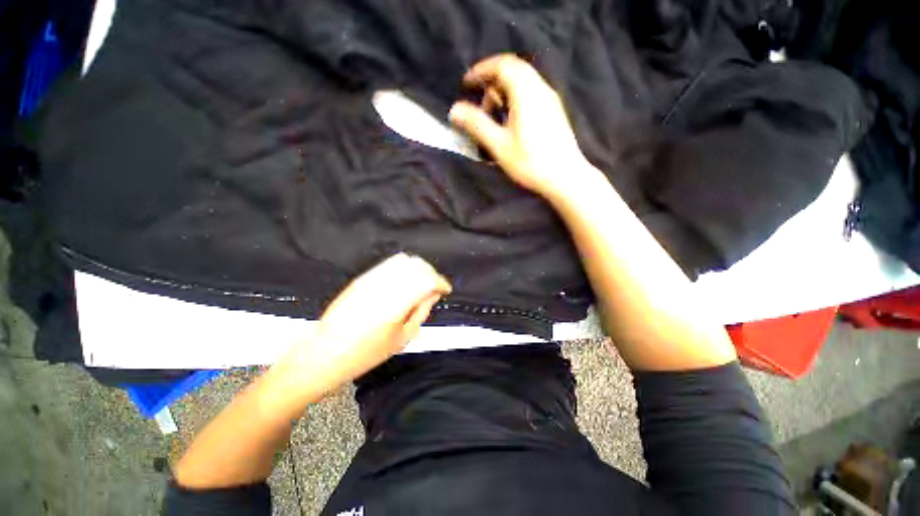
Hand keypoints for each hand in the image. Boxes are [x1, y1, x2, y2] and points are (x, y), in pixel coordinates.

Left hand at [279, 253, 451, 399]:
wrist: (324, 352)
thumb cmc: (365, 353)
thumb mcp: (402, 338)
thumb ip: (422, 311)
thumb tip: (433, 294)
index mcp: (396, 301)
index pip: (427, 279)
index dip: (441, 283)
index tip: (446, 290)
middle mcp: (384, 283)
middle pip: (417, 265)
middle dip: (431, 273)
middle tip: (434, 288)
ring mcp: (371, 278)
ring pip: (404, 260)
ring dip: (417, 269)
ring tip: (420, 284)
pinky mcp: (362, 277)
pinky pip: (389, 264)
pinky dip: (403, 268)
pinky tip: (404, 282)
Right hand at [449, 54, 599, 202]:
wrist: (565, 176)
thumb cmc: (530, 162)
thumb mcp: (498, 145)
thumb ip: (476, 124)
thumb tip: (454, 110)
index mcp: (526, 92)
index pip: (502, 65)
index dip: (481, 70)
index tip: (466, 83)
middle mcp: (540, 88)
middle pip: (513, 70)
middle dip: (492, 82)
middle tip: (481, 105)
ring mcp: (550, 99)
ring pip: (523, 82)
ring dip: (504, 92)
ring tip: (494, 117)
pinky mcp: (554, 111)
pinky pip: (531, 93)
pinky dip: (515, 99)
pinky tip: (511, 122)